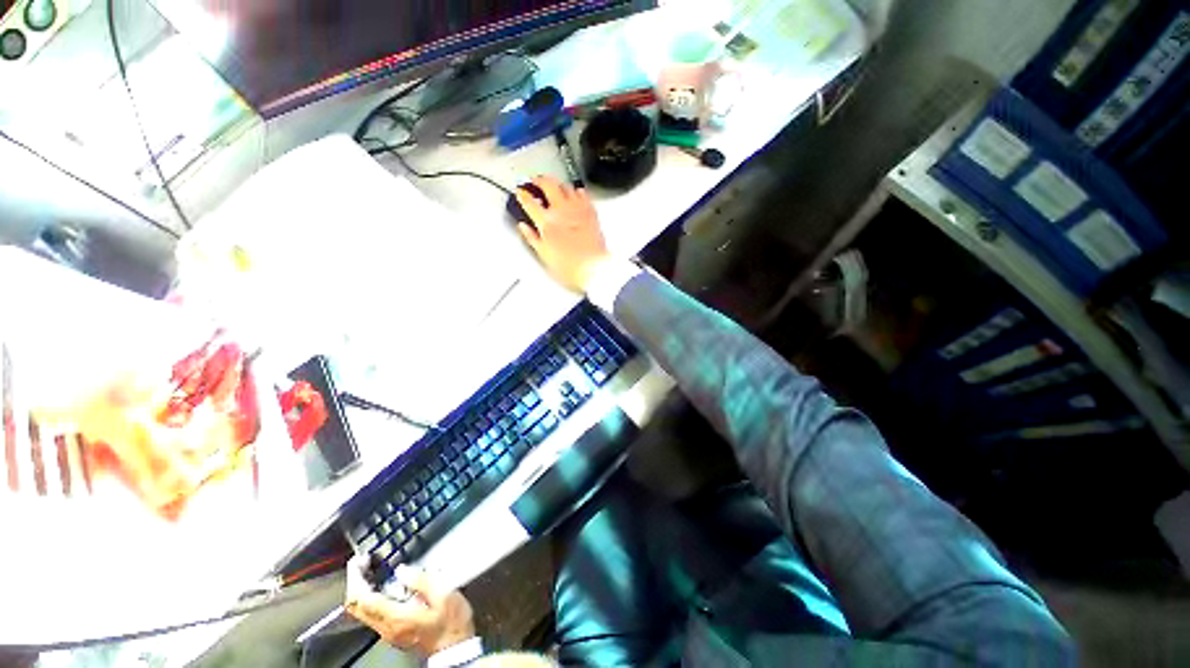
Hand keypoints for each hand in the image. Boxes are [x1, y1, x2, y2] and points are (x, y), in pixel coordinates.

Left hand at [345, 556, 474, 655]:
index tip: (361, 559)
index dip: (356, 577)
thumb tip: (402, 570)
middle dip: (354, 582)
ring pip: (362, 611)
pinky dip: (371, 596)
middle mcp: (385, 627)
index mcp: (395, 617)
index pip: (362, 599)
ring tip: (372, 569)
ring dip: (362, 589)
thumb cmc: (451, 622)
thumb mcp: (444, 595)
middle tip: (363, 562)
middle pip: (356, 607)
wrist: (455, 648)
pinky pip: (372, 613)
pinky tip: (385, 584)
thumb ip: (422, 580)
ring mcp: (387, 632)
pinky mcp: (393, 632)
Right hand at [516, 176, 611, 292]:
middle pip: (548, 184)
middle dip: (539, 180)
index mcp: (547, 222)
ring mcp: (577, 209)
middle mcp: (561, 211)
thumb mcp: (544, 255)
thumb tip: (524, 227)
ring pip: (566, 186)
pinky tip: (575, 193)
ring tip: (554, 185)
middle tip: (535, 181)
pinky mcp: (591, 212)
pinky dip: (576, 191)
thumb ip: (532, 237)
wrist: (593, 267)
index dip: (522, 195)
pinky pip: (583, 194)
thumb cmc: (570, 265)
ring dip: (557, 183)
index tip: (520, 192)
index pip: (529, 202)